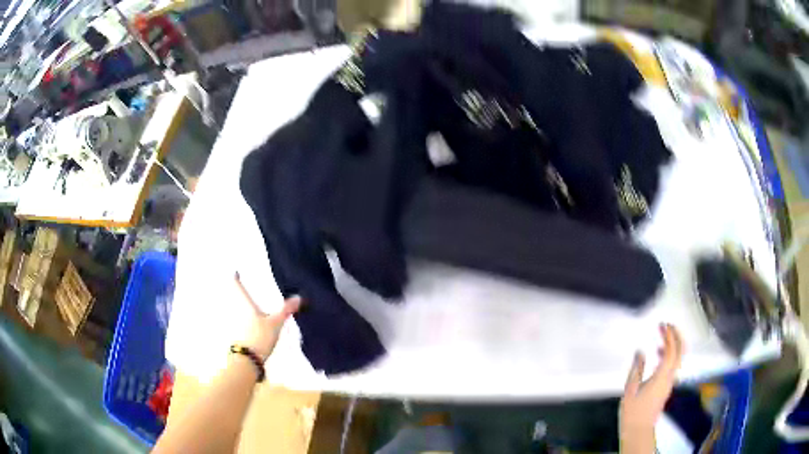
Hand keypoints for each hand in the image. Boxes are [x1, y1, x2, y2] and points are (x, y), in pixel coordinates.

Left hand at [234, 273, 300, 360]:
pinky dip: (242, 320)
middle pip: (233, 297)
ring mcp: (234, 324)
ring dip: (239, 307)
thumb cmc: (259, 337)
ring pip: (235, 310)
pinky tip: (250, 324)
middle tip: (245, 287)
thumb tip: (299, 297)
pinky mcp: (236, 335)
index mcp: (245, 304)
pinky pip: (237, 322)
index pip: (237, 286)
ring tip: (250, 306)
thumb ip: (285, 310)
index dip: (236, 277)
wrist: (247, 360)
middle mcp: (236, 310)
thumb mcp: (275, 323)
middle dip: (238, 292)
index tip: (236, 270)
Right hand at [619, 323, 683, 452]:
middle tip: (666, 326)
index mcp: (662, 376)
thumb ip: (636, 369)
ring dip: (673, 345)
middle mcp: (670, 377)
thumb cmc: (633, 412)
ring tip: (660, 338)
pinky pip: (673, 365)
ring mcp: (670, 382)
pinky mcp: (666, 386)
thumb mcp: (630, 390)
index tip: (662, 325)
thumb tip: (640, 352)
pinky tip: (657, 355)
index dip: (669, 335)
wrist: (639, 430)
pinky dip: (669, 355)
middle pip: (680, 352)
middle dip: (676, 336)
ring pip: (678, 358)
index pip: (671, 351)